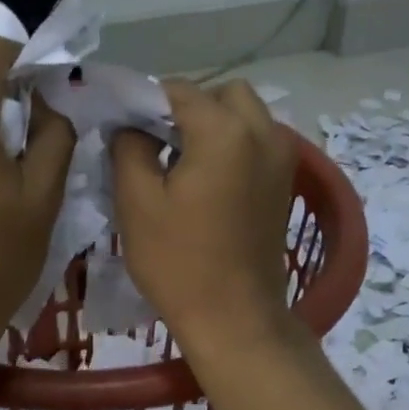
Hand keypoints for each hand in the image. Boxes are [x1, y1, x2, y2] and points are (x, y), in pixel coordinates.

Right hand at [111, 79, 296, 352]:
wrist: (235, 318)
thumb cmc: (179, 262)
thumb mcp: (137, 202)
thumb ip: (128, 147)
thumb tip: (131, 126)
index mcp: (225, 131)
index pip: (178, 91)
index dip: (145, 102)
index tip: (122, 126)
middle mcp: (263, 133)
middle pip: (222, 94)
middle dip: (188, 107)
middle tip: (157, 141)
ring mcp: (283, 158)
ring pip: (246, 115)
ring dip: (213, 124)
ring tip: (181, 161)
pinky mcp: (285, 182)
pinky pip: (258, 141)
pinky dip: (233, 144)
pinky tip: (207, 179)